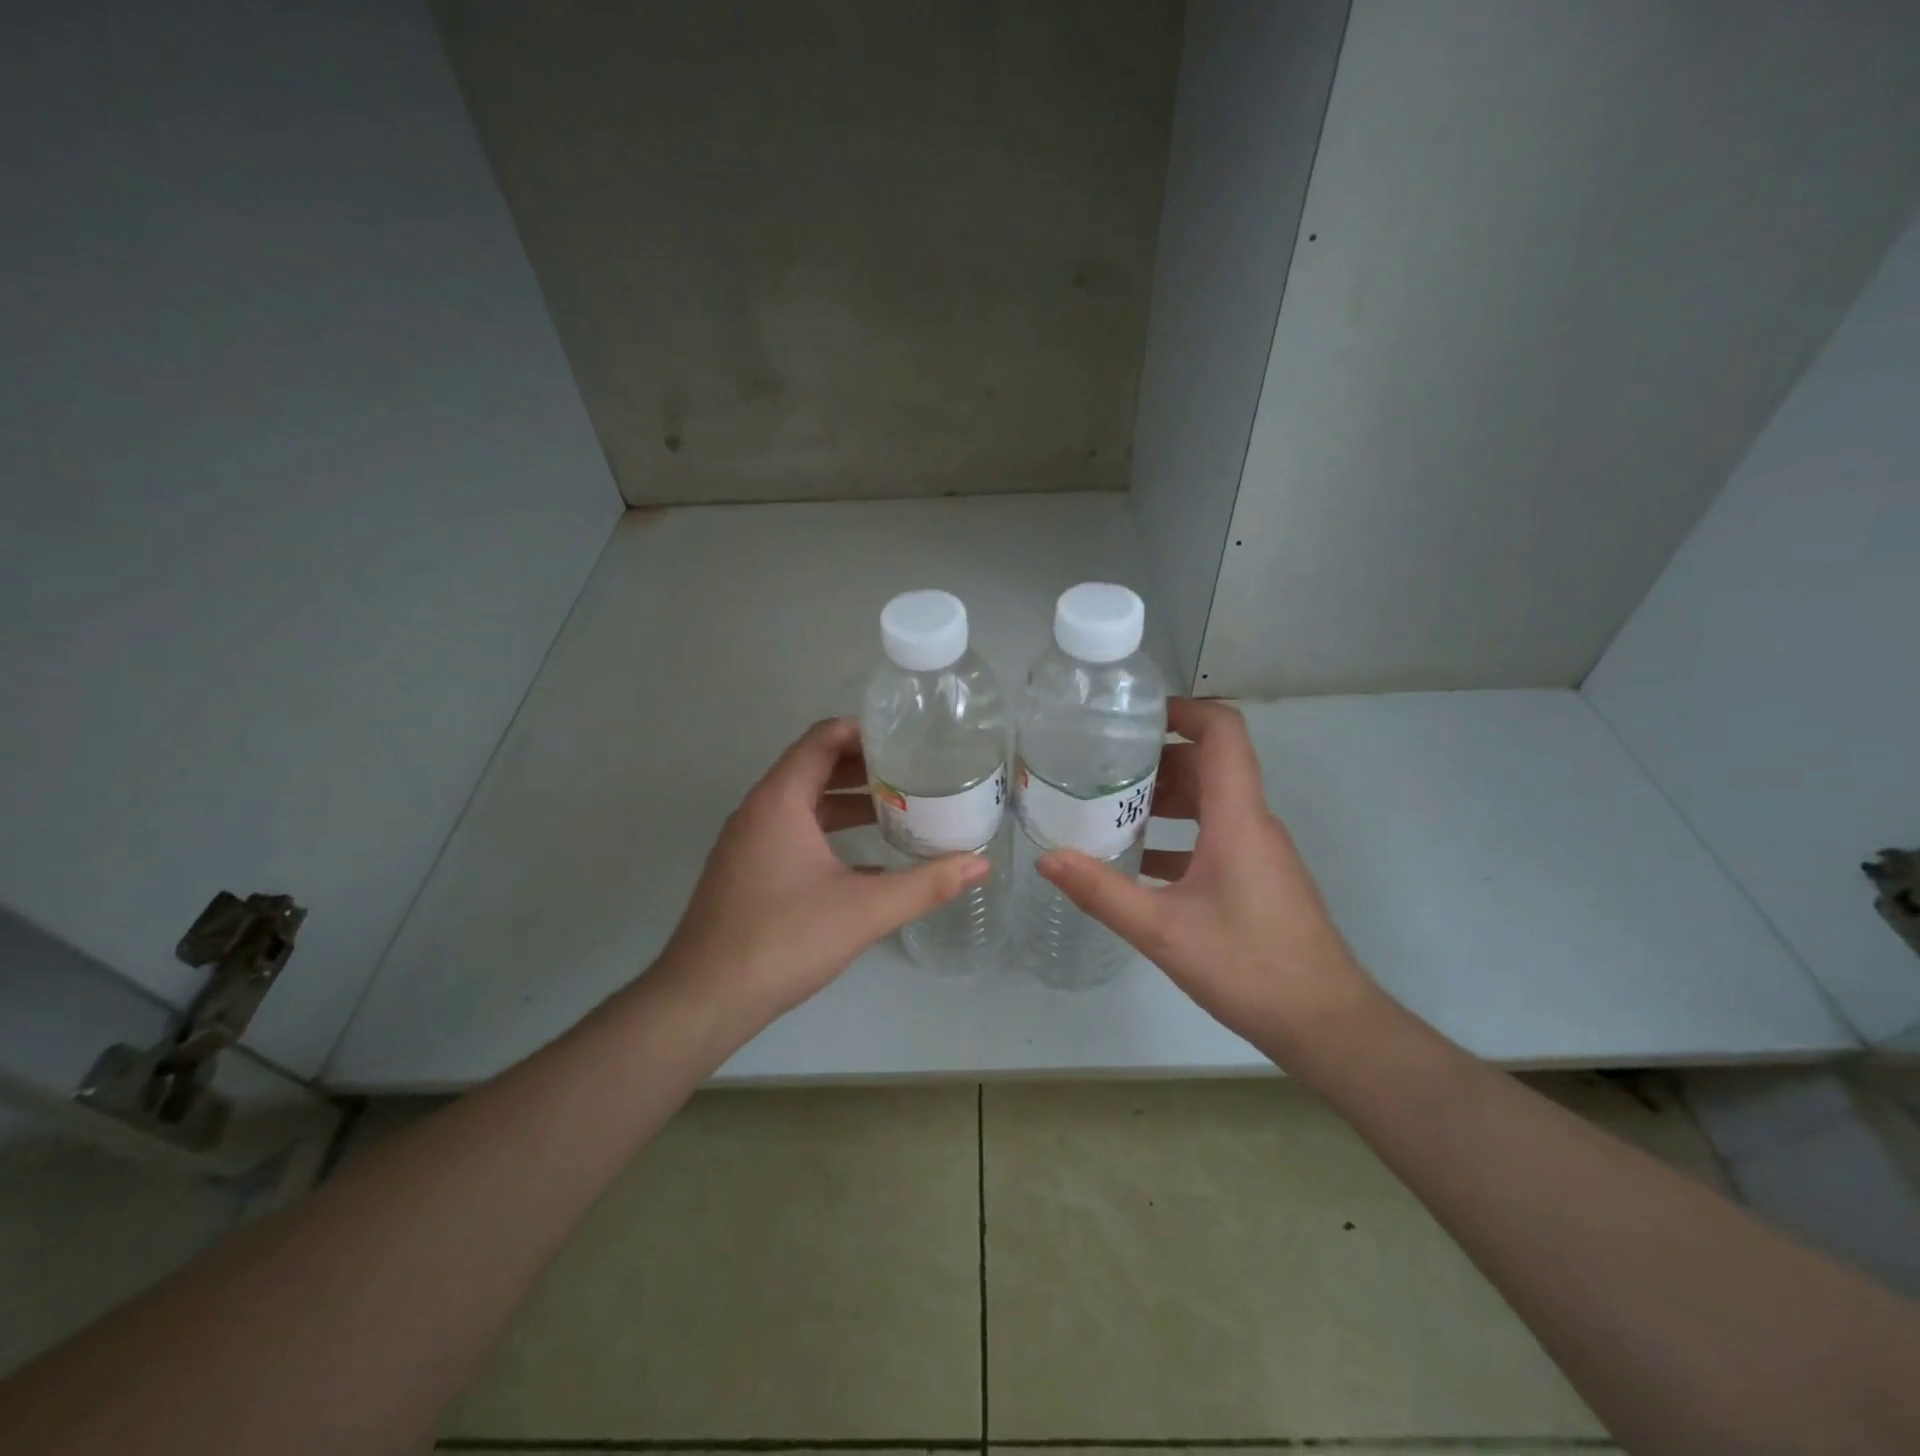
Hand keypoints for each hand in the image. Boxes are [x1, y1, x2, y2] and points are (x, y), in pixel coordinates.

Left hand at [657, 717, 990, 1031]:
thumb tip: (980, 863)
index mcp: (780, 801)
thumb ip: (926, 884)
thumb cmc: (783, 940)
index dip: (864, 730)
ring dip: (848, 800)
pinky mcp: (748, 870)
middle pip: (814, 766)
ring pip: (804, 803)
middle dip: (864, 766)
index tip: (908, 736)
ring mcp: (749, 842)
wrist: (704, 999)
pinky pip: (794, 832)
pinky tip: (869, 860)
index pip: (822, 739)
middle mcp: (759, 810)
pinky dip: (830, 832)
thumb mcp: (865, 910)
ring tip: (899, 807)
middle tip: (914, 770)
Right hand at [1037, 699, 1375, 1051]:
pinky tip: (1138, 862)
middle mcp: (1252, 823)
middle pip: (1209, 764)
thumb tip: (1047, 858)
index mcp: (1237, 817)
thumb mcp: (1162, 931)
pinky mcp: (1258, 878)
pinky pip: (1214, 836)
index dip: (1184, 709)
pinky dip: (1177, 835)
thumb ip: (1102, 892)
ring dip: (1165, 797)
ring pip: (1210, 802)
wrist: (1325, 1023)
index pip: (1223, 732)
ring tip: (1110, 808)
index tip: (1134, 715)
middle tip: (1101, 765)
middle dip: (1156, 757)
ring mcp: (1258, 851)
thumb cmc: (1248, 966)